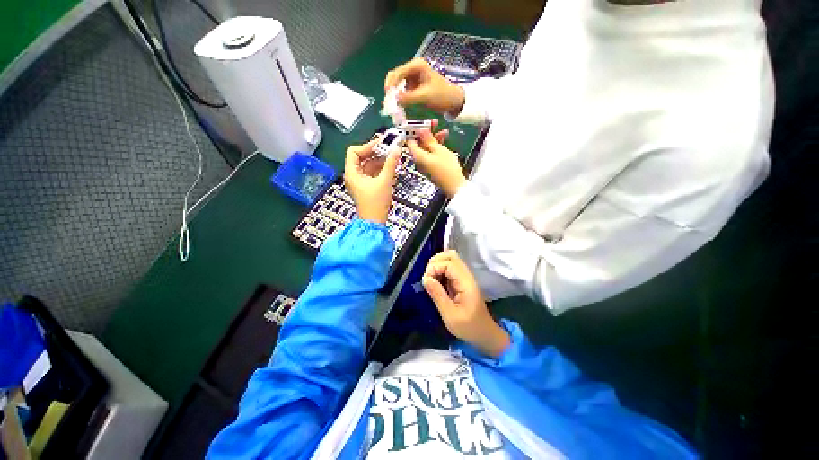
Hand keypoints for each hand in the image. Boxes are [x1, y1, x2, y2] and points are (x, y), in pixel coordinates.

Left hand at [344, 139, 400, 223]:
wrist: (374, 222)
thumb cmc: (376, 203)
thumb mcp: (384, 181)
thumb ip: (390, 164)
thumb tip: (396, 149)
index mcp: (352, 173)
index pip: (353, 151)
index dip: (367, 146)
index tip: (381, 144)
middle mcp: (353, 176)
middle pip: (361, 157)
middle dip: (375, 152)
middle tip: (389, 148)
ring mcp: (360, 182)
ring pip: (368, 165)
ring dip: (379, 160)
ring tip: (392, 157)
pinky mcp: (366, 187)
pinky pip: (372, 173)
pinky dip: (380, 169)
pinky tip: (390, 166)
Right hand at [384, 58, 465, 113]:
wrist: (454, 101)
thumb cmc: (442, 96)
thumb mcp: (425, 97)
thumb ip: (409, 98)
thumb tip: (394, 100)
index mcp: (417, 66)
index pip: (397, 72)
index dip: (390, 84)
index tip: (388, 97)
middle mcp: (413, 69)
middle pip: (396, 78)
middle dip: (391, 90)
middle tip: (388, 104)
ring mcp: (414, 78)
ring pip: (398, 85)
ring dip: (395, 95)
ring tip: (393, 107)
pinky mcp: (415, 87)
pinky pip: (403, 92)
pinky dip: (400, 99)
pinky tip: (399, 107)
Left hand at [407, 129, 465, 196]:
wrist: (454, 185)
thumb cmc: (447, 168)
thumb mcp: (438, 150)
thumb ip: (428, 139)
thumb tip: (420, 130)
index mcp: (417, 156)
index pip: (410, 140)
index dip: (413, 130)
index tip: (420, 122)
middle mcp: (418, 161)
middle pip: (418, 144)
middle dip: (426, 133)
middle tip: (434, 124)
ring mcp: (425, 165)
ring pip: (426, 149)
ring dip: (433, 139)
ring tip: (444, 132)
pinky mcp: (431, 168)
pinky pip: (430, 155)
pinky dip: (435, 148)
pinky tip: (444, 142)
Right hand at [423, 251, 510, 357]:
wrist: (484, 334)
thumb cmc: (468, 327)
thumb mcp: (450, 315)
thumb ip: (438, 295)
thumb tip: (425, 278)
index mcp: (466, 283)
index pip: (449, 263)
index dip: (435, 267)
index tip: (426, 281)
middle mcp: (466, 276)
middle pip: (451, 256)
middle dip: (435, 262)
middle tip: (427, 278)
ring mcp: (465, 277)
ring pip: (450, 260)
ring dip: (437, 265)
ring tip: (430, 279)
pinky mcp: (461, 281)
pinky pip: (449, 268)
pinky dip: (440, 271)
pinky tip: (435, 282)